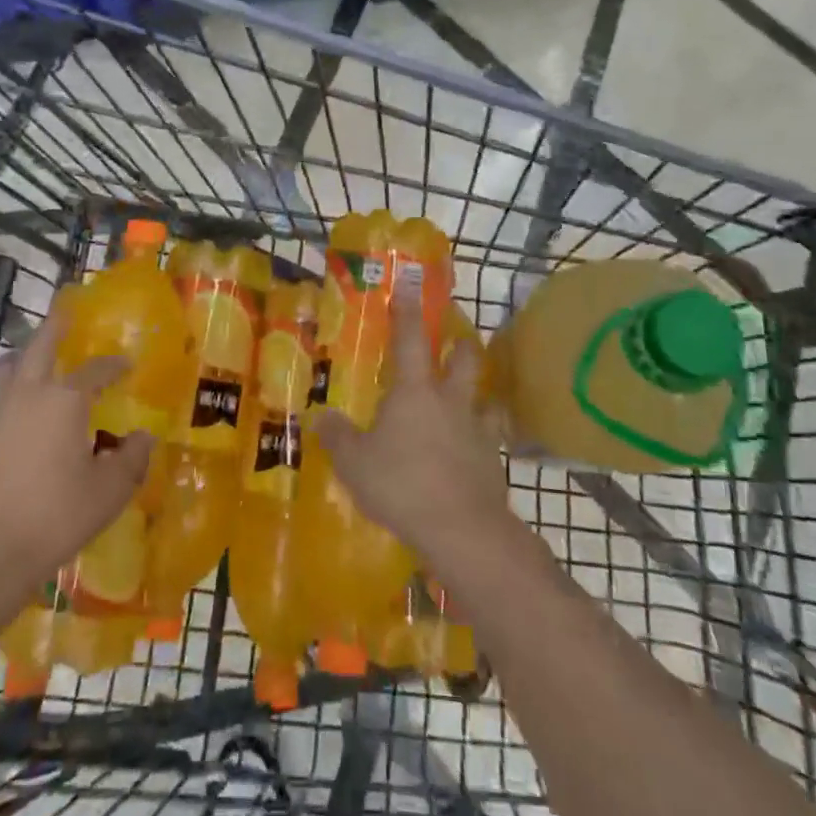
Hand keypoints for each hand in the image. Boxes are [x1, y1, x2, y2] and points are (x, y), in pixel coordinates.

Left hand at [0, 300, 153, 601]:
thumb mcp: (109, 492)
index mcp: (65, 400)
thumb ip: (132, 459)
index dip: (114, 365)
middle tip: (65, 307)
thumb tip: (143, 437)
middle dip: (56, 324)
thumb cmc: (53, 518)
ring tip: (32, 356)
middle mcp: (27, 393)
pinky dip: (4, 386)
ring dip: (23, 354)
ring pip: (6, 366)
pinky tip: (11, 406)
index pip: (96, 370)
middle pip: (40, 345)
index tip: (126, 365)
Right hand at [309, 280, 513, 571]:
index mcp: (415, 390)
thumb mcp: (354, 462)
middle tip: (454, 341)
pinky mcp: (493, 461)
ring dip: (476, 392)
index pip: (410, 339)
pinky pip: (490, 438)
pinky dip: (482, 437)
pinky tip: (473, 450)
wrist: (462, 528)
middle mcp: (450, 400)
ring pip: (483, 396)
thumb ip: (337, 437)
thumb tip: (322, 418)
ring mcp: (477, 430)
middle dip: (460, 344)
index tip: (409, 286)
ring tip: (468, 398)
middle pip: (464, 358)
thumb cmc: (401, 483)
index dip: (407, 311)